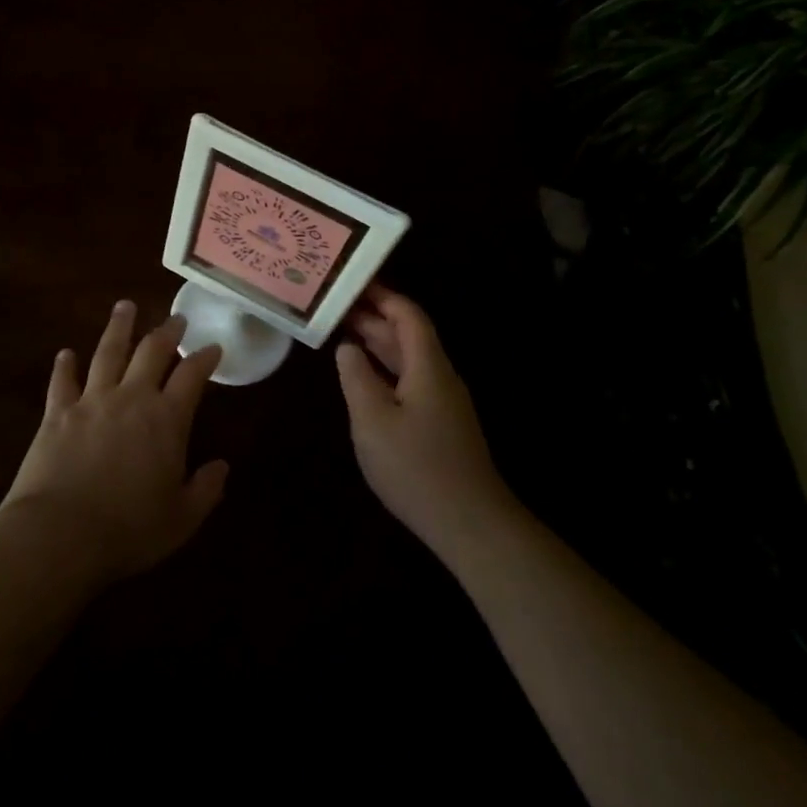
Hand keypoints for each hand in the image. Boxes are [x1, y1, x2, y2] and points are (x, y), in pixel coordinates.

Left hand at [1, 300, 227, 584]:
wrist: (59, 534)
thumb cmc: (128, 530)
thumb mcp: (181, 519)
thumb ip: (205, 489)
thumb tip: (222, 467)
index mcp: (166, 419)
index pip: (192, 376)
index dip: (205, 358)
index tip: (213, 347)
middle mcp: (131, 398)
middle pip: (151, 351)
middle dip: (166, 331)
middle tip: (176, 318)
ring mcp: (91, 400)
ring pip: (107, 352)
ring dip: (118, 328)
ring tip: (124, 306)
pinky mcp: (57, 413)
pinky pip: (62, 381)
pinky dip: (65, 366)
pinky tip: (66, 353)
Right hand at [336, 285, 514, 561]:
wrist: (469, 523)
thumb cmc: (416, 467)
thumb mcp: (373, 420)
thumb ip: (356, 378)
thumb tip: (347, 348)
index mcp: (428, 366)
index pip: (408, 315)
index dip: (383, 296)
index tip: (353, 283)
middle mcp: (440, 376)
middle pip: (408, 335)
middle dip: (375, 317)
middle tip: (337, 306)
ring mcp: (443, 401)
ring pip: (409, 359)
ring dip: (379, 344)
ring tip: (344, 333)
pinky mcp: (441, 424)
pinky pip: (411, 381)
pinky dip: (385, 369)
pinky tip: (365, 378)